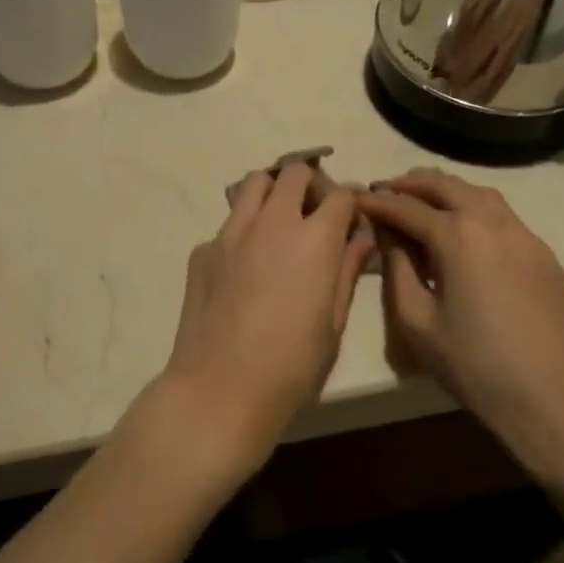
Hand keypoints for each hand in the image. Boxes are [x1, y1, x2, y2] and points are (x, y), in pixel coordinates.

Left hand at [137, 164, 373, 490]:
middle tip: (315, 216)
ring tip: (279, 227)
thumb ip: (346, 270)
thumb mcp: (333, 323)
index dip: (352, 202)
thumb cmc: (291, 367)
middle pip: (294, 172)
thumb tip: (361, 238)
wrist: (220, 389)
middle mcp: (271, 223)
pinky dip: (243, 231)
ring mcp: (230, 233)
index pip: (340, 195)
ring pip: (253, 184)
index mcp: (313, 240)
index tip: (353, 219)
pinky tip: (245, 270)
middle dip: (311, 185)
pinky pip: (228, 225)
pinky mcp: (202, 251)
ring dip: (273, 194)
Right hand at [357, 170, 563, 481]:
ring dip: (446, 190)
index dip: (377, 203)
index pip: (406, 207)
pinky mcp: (543, 255)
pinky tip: (463, 230)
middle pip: (446, 186)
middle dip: (411, 184)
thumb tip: (388, 234)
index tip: (354, 200)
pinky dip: (474, 208)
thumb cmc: (474, 364)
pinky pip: (503, 215)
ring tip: (421, 201)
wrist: (554, 398)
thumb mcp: (417, 320)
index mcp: (458, 236)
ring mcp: (524, 236)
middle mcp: (492, 222)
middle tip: (385, 190)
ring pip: (480, 194)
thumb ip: (397, 268)